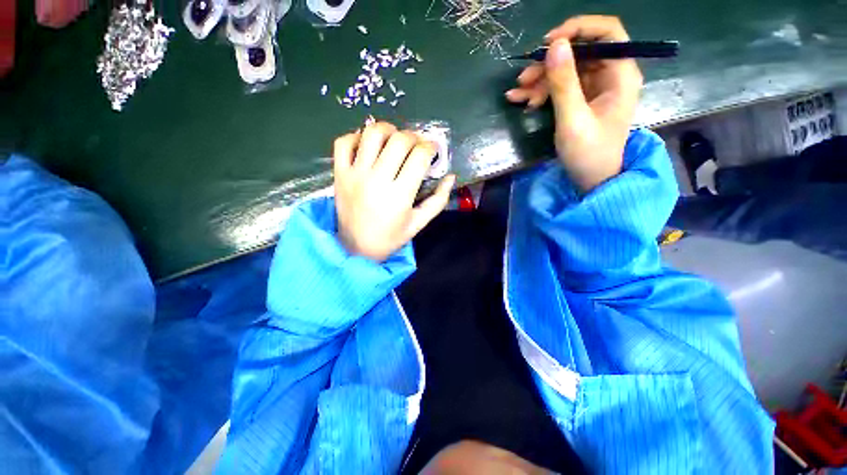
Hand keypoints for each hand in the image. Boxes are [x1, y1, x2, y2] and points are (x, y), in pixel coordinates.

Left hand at [333, 122, 455, 261]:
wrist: (356, 248)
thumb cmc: (391, 237)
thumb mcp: (419, 223)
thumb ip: (438, 200)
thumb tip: (451, 177)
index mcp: (400, 195)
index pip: (419, 156)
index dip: (431, 147)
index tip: (432, 149)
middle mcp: (377, 180)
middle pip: (399, 140)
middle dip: (414, 137)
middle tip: (416, 145)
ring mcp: (355, 174)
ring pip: (372, 134)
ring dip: (388, 129)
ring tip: (394, 139)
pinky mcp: (339, 174)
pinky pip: (344, 142)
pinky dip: (356, 136)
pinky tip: (368, 145)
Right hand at [505, 16, 642, 191]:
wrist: (591, 179)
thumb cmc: (588, 153)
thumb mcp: (573, 119)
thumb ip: (564, 83)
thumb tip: (555, 45)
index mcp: (620, 74)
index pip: (607, 32)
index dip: (578, 29)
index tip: (548, 43)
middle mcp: (610, 75)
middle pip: (580, 52)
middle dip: (549, 63)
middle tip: (523, 77)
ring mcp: (595, 88)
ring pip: (566, 70)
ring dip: (540, 79)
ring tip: (516, 94)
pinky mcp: (582, 100)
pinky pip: (561, 87)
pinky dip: (541, 92)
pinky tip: (523, 101)